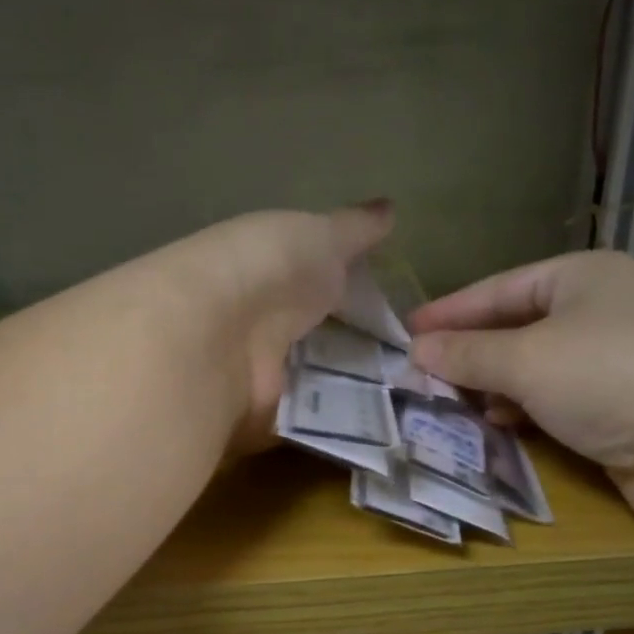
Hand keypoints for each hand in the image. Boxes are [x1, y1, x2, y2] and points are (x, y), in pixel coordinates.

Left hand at [143, 202, 392, 452]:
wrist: (219, 333)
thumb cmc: (270, 268)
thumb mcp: (320, 235)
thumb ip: (355, 229)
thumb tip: (390, 208)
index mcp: (273, 273)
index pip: (319, 284)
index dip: (353, 293)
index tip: (397, 308)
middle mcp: (265, 323)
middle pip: (320, 338)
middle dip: (360, 348)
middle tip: (413, 359)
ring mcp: (265, 373)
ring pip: (320, 382)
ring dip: (357, 388)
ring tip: (410, 394)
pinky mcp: (268, 418)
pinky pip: (312, 424)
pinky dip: (341, 424)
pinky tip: (384, 423)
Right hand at [408, 252, 633, 528]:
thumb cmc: (611, 376)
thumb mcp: (526, 359)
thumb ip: (467, 354)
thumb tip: (417, 350)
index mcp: (586, 277)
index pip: (501, 288)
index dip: (451, 311)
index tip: (407, 332)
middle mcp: (607, 311)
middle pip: (520, 328)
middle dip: (472, 353)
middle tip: (422, 374)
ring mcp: (623, 361)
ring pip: (540, 369)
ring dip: (496, 386)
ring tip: (452, 403)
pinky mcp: (630, 409)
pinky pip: (561, 403)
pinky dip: (527, 411)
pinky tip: (500, 425)